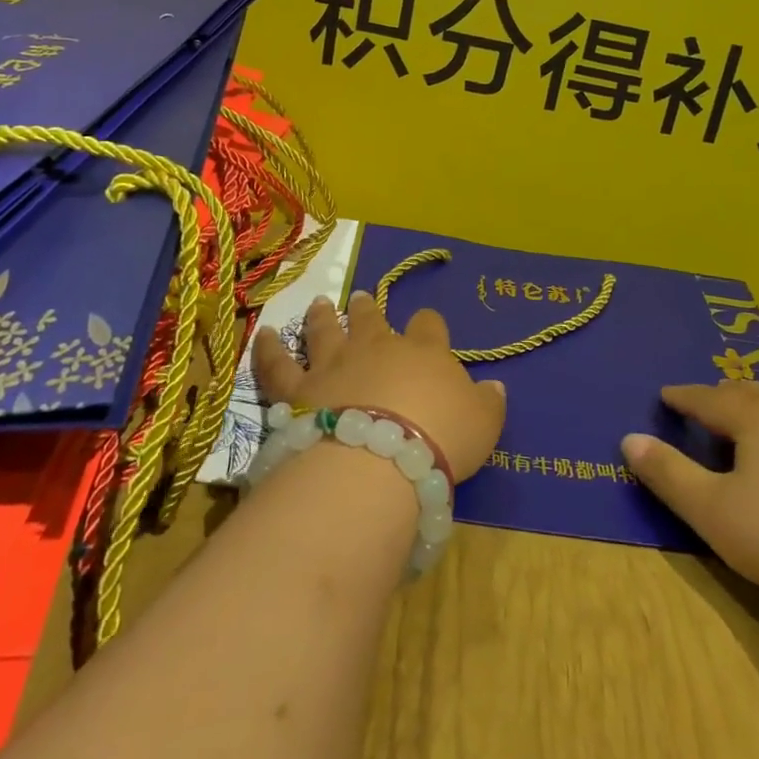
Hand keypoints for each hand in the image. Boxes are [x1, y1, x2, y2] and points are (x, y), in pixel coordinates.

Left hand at [252, 291, 506, 480]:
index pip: (429, 326)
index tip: (426, 324)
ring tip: (319, 304)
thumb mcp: (483, 425)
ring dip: (323, 317)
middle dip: (367, 308)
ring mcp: (334, 365)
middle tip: (359, 297)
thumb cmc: (440, 439)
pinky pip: (278, 365)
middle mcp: (377, 348)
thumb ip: (488, 403)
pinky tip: (263, 335)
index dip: (428, 324)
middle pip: (372, 320)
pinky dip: (268, 349)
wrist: (380, 461)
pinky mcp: (299, 390)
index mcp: (424, 352)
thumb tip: (495, 386)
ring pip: (326, 332)